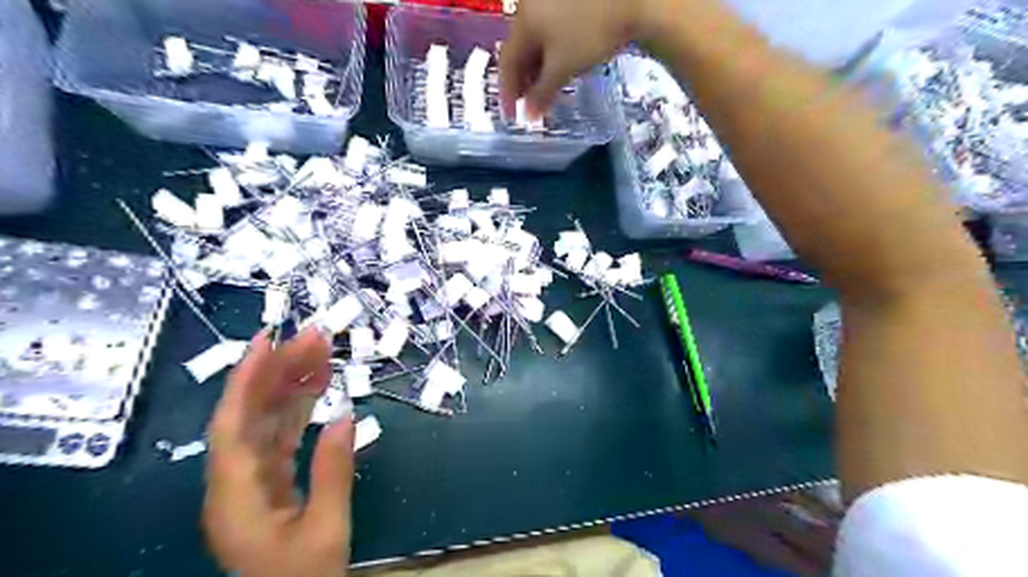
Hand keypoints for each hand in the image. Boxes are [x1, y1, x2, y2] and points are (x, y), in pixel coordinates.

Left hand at [203, 330, 356, 575]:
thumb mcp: (327, 530)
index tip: (267, 341)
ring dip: (293, 385)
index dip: (246, 380)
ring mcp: (252, 481)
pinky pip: (281, 436)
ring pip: (268, 422)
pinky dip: (300, 410)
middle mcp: (236, 482)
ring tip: (322, 352)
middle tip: (315, 337)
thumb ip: (334, 472)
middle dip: (280, 371)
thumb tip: (345, 416)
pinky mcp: (270, 483)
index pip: (233, 425)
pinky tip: (319, 389)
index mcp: (237, 496)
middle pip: (252, 415)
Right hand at [498, 1, 675, 117]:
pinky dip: (552, 53)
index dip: (507, 91)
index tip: (511, 115)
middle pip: (520, 49)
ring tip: (546, 88)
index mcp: (523, 19)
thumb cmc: (590, 33)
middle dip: (524, 80)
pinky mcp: (570, 1)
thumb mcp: (563, 67)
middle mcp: (531, 5)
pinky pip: (551, 30)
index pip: (507, 60)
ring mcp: (551, 0)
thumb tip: (529, 116)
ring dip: (538, 68)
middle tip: (529, 103)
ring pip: (537, 39)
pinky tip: (561, 64)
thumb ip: (542, 93)